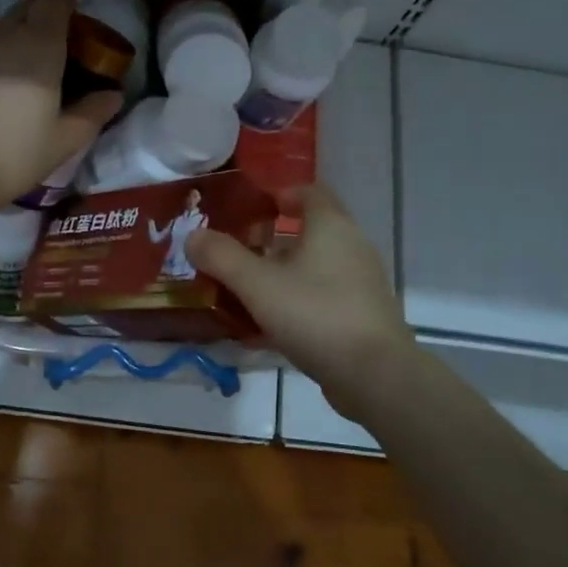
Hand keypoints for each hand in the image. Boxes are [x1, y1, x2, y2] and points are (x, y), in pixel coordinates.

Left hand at [0, 0, 120, 217]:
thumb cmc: (19, 152)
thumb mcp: (67, 138)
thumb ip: (94, 111)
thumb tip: (114, 94)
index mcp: (41, 44)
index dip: (67, 5)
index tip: (76, 24)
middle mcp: (6, 33)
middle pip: (27, 6)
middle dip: (42, 16)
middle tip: (54, 45)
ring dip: (14, 31)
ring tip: (21, 60)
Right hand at [186, 183, 413, 415]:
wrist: (375, 375)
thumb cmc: (315, 314)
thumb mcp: (258, 284)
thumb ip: (222, 257)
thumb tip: (193, 236)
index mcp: (330, 226)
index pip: (308, 191)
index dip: (277, 194)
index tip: (247, 208)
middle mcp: (351, 246)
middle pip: (308, 230)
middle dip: (269, 238)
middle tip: (235, 252)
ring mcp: (359, 282)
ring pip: (313, 266)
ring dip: (280, 273)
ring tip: (243, 290)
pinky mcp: (360, 315)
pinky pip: (320, 297)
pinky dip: (293, 302)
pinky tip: (265, 328)